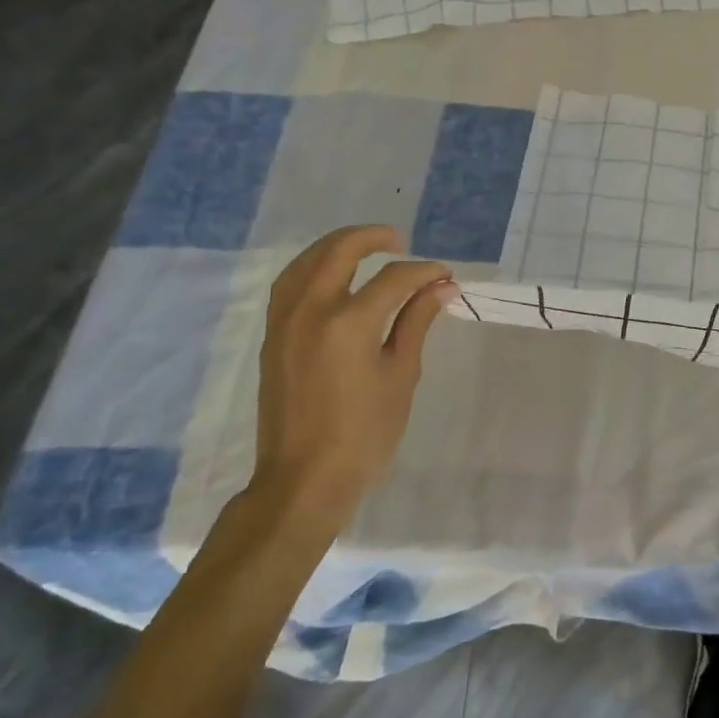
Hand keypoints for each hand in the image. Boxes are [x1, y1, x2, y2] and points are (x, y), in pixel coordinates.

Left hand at [248, 225, 453, 536]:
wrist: (304, 480)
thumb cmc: (364, 433)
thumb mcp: (401, 375)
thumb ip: (417, 322)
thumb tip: (441, 287)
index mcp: (349, 323)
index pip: (393, 278)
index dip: (424, 272)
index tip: (446, 276)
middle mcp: (311, 311)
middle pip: (339, 252)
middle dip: (373, 238)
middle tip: (401, 241)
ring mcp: (285, 323)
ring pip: (306, 262)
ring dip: (336, 246)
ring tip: (365, 246)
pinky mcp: (272, 337)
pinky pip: (289, 284)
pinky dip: (312, 267)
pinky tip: (331, 274)